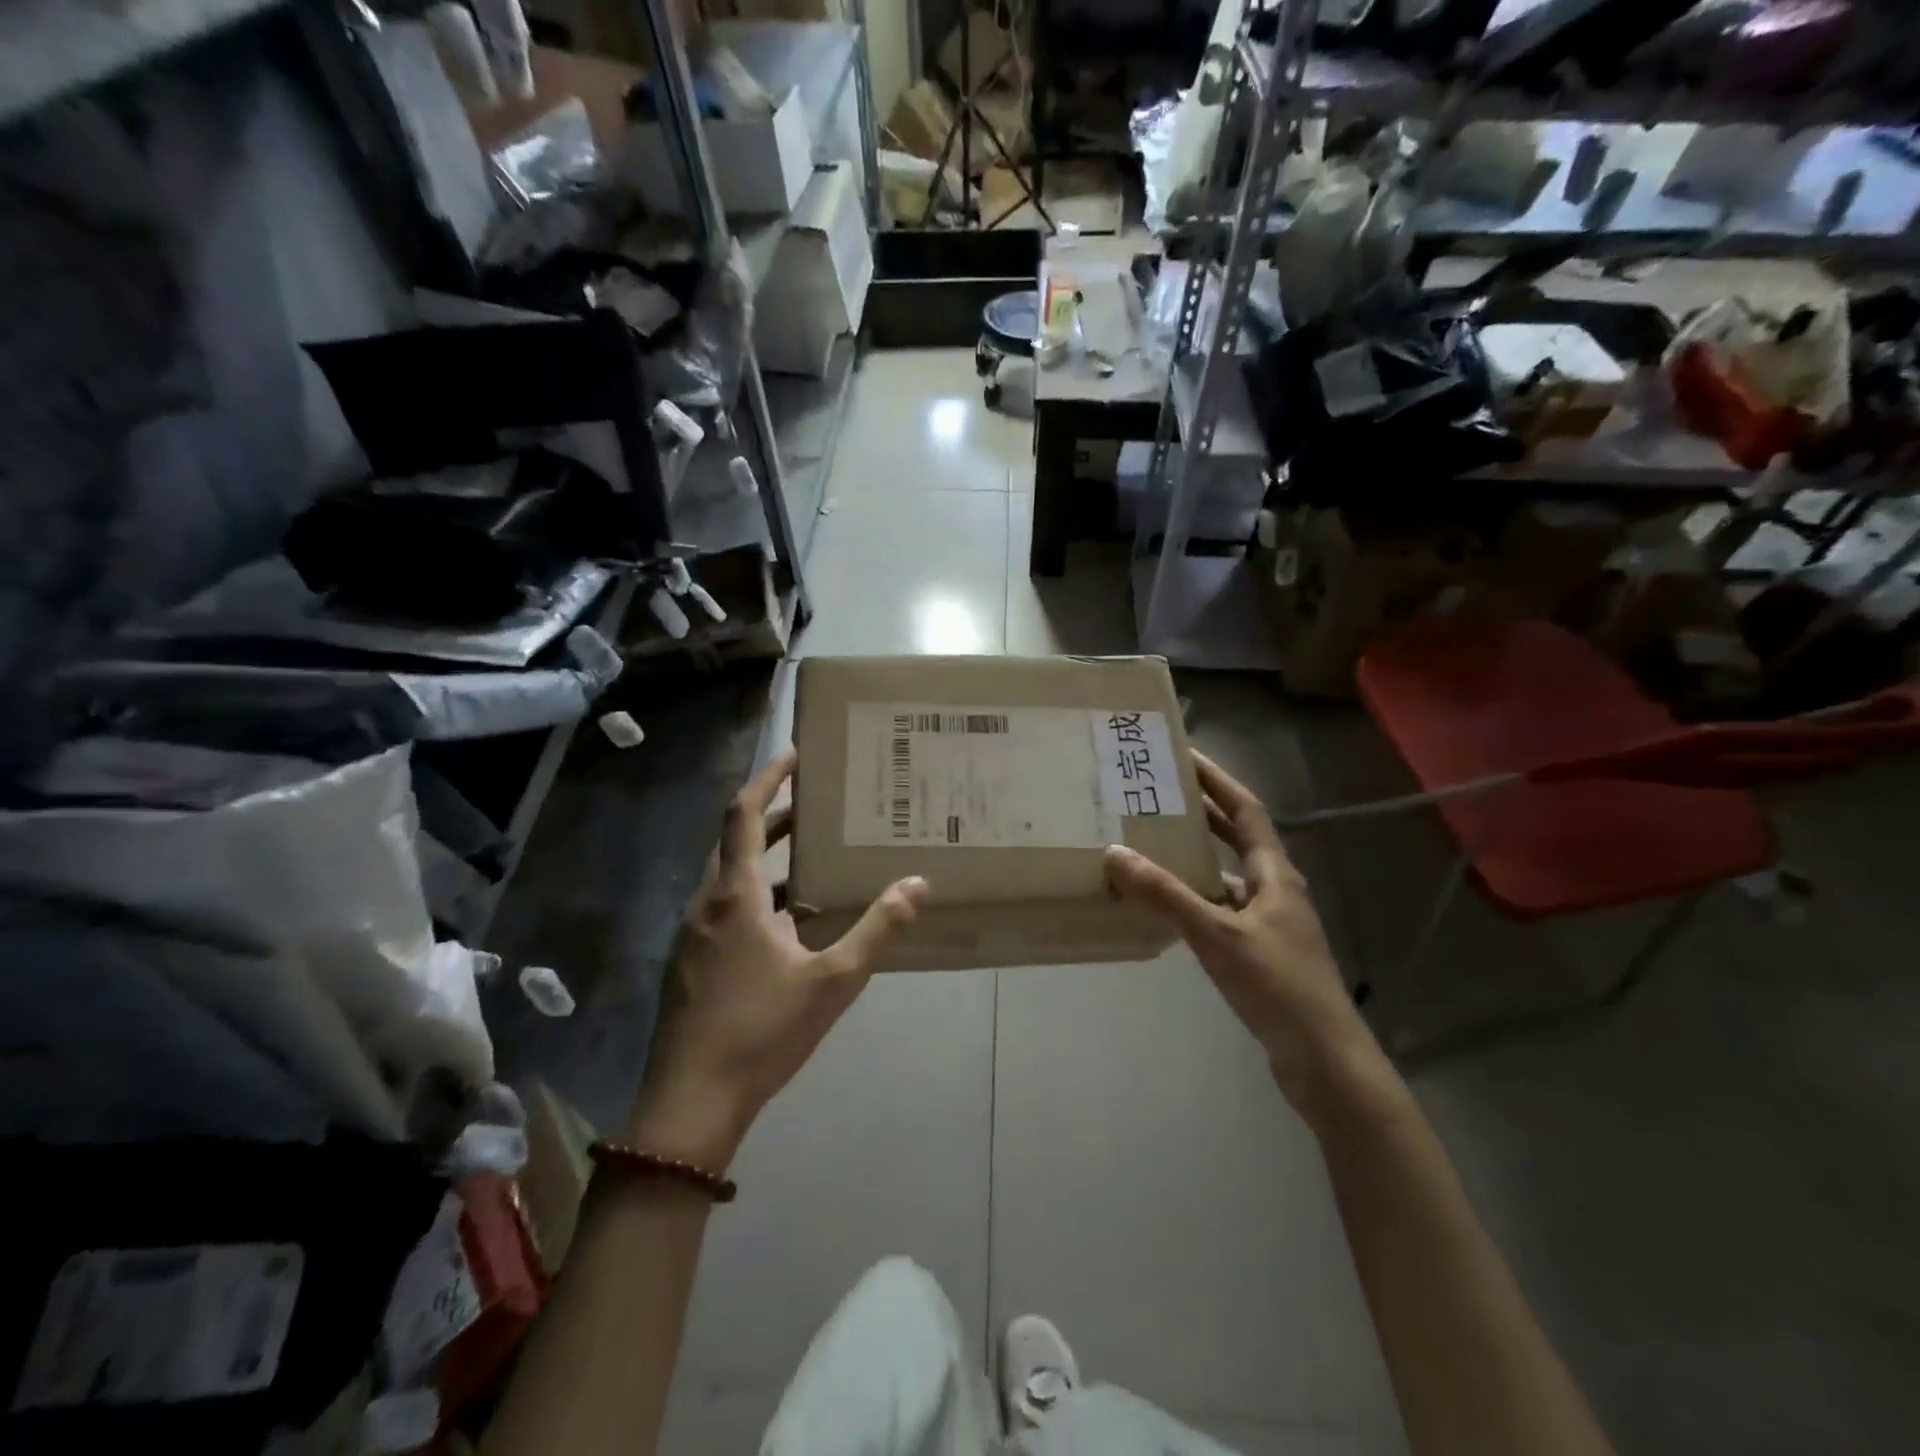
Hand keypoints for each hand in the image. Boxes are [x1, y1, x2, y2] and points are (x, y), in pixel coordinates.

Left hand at [625, 749, 929, 1167]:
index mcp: (736, 896)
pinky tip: (790, 924)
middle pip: (737, 842)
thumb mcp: (833, 979)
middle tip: (818, 804)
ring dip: (768, 860)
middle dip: (776, 817)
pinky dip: (757, 897)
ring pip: (731, 879)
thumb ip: (877, 928)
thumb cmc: (762, 1031)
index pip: (744, 815)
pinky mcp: (691, 964)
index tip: (794, 754)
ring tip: (813, 857)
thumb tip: (918, 883)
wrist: (692, 1103)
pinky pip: (726, 910)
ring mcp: (694, 936)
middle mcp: (707, 905)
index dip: (767, 778)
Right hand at [1105, 751, 1390, 1123]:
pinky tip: (1166, 906)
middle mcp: (1274, 889)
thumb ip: (1166, 895)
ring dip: (1195, 857)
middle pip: (1236, 837)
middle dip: (1201, 812)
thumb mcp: (1216, 936)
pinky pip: (1220, 908)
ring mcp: (1269, 922)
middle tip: (1158, 794)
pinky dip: (1194, 898)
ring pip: (1227, 875)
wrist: (1323, 1059)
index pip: (1244, 810)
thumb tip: (1115, 853)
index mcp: (1275, 874)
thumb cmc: (1277, 986)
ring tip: (1151, 842)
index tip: (1185, 755)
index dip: (1217, 780)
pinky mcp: (1260, 950)